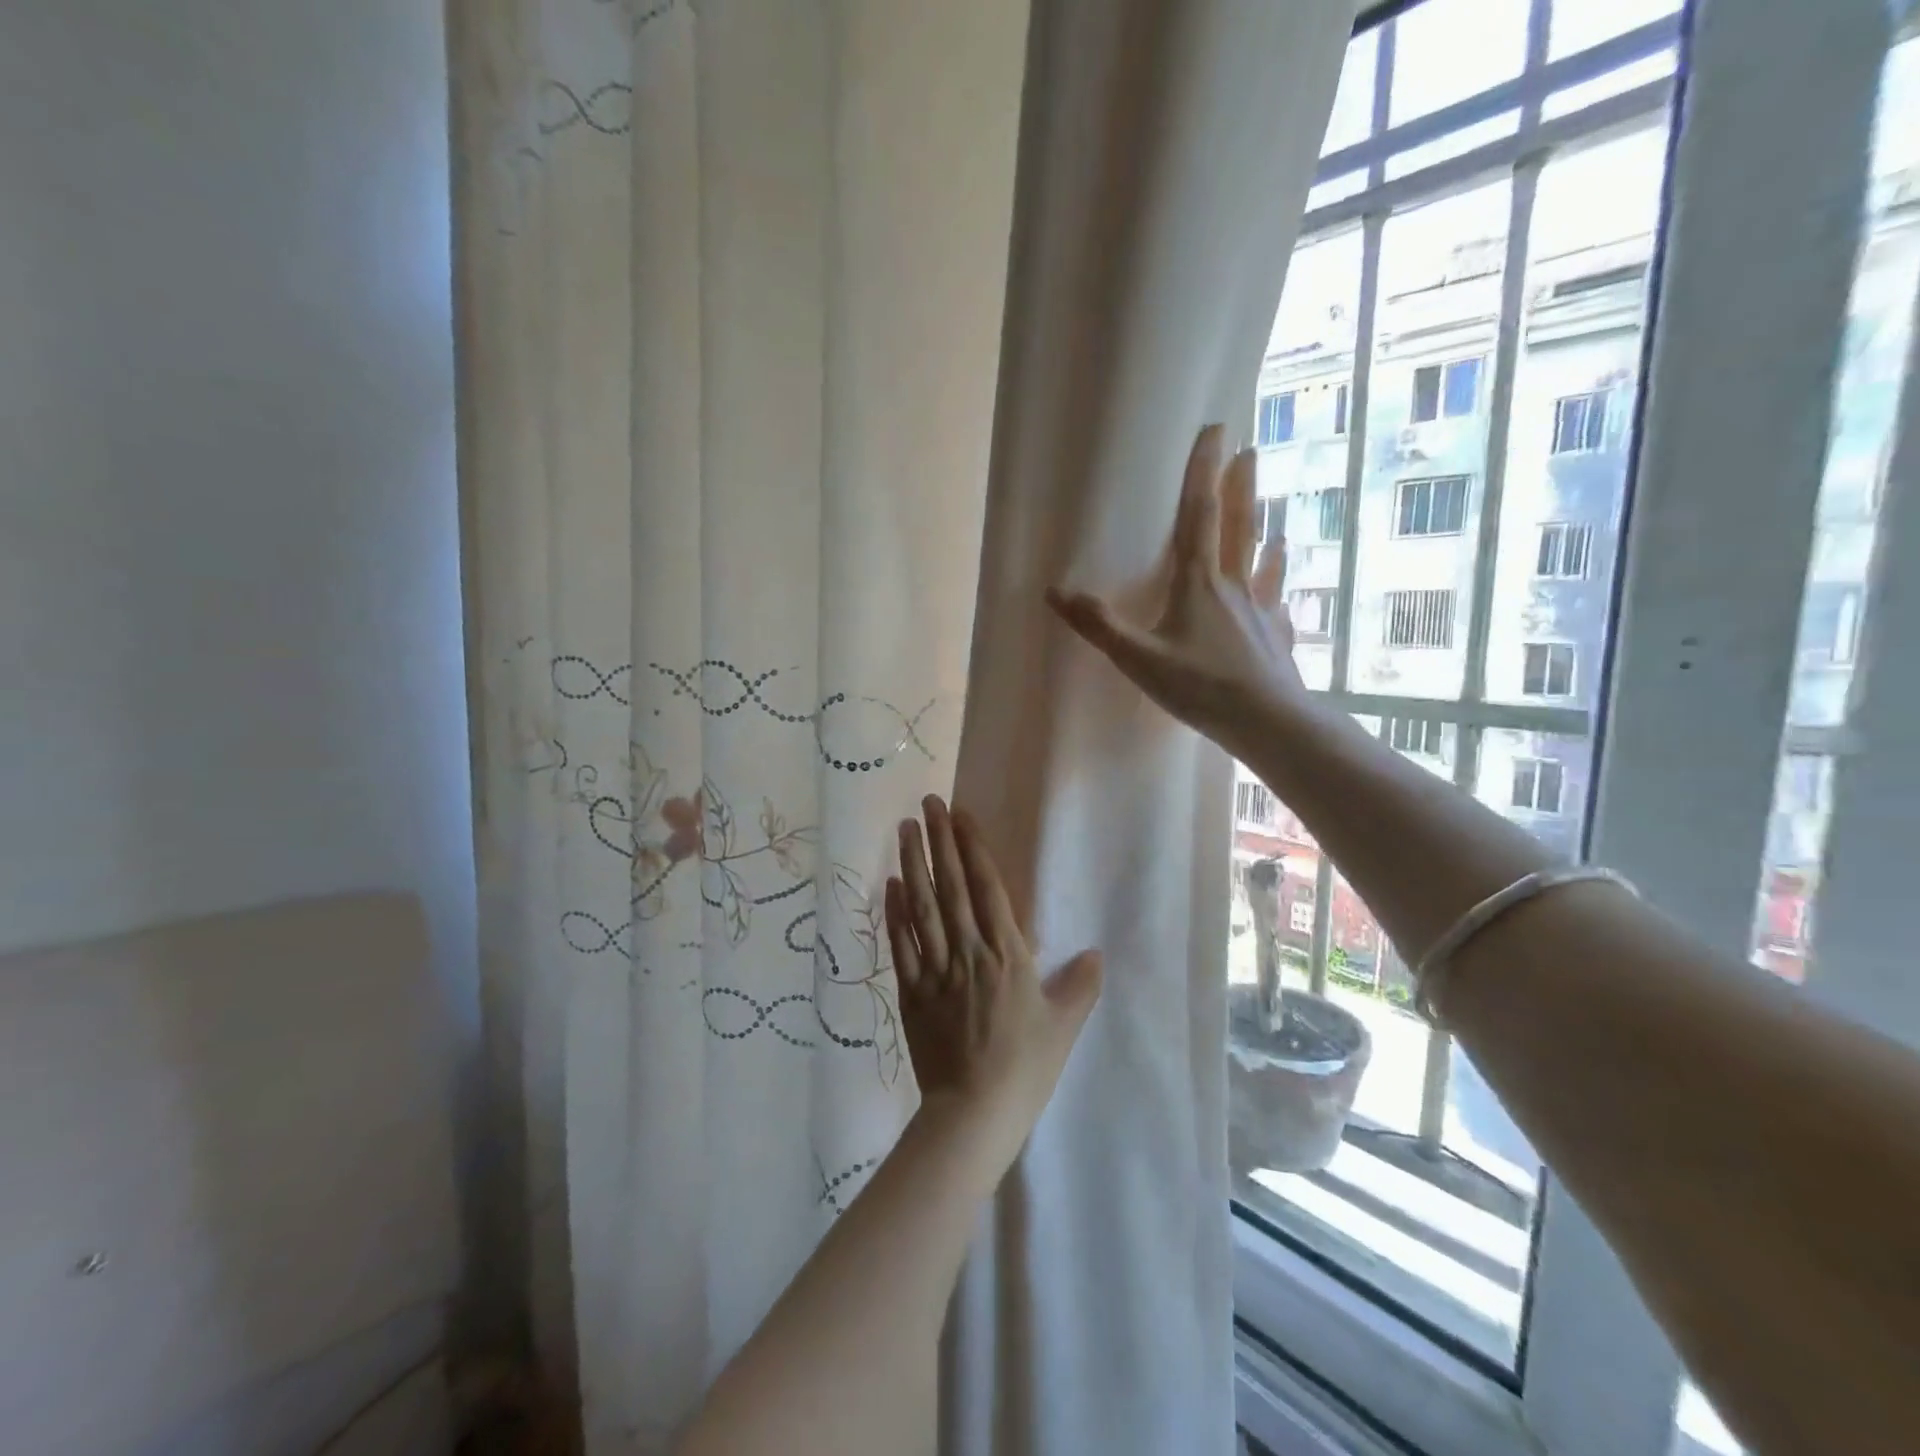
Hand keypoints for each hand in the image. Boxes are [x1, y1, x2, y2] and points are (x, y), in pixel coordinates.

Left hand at [886, 796, 1102, 1149]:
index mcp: (1006, 954)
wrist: (973, 1113)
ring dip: (912, 864)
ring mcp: (935, 969)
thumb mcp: (1063, 1027)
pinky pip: (901, 943)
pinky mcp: (911, 990)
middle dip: (939, 840)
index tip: (960, 815)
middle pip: (950, 886)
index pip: (986, 887)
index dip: (972, 847)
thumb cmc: (1025, 1068)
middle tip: (927, 803)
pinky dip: (894, 912)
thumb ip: (1080, 986)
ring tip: (904, 828)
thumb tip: (1096, 953)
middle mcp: (968, 951)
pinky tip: (891, 884)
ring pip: (922, 906)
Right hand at [1045, 423, 1309, 759]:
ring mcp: (1260, 610)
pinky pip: (1276, 600)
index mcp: (1198, 583)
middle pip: (1238, 526)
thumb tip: (1055, 591)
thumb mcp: (1138, 658)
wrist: (1267, 721)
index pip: (1200, 516)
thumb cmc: (1201, 686)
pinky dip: (1277, 581)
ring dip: (1263, 527)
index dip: (1203, 473)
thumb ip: (1098, 625)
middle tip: (1248, 450)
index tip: (1215, 431)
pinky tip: (1282, 580)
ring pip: (1261, 558)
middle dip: (1240, 486)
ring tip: (1271, 506)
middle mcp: (1233, 586)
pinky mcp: (1276, 636)